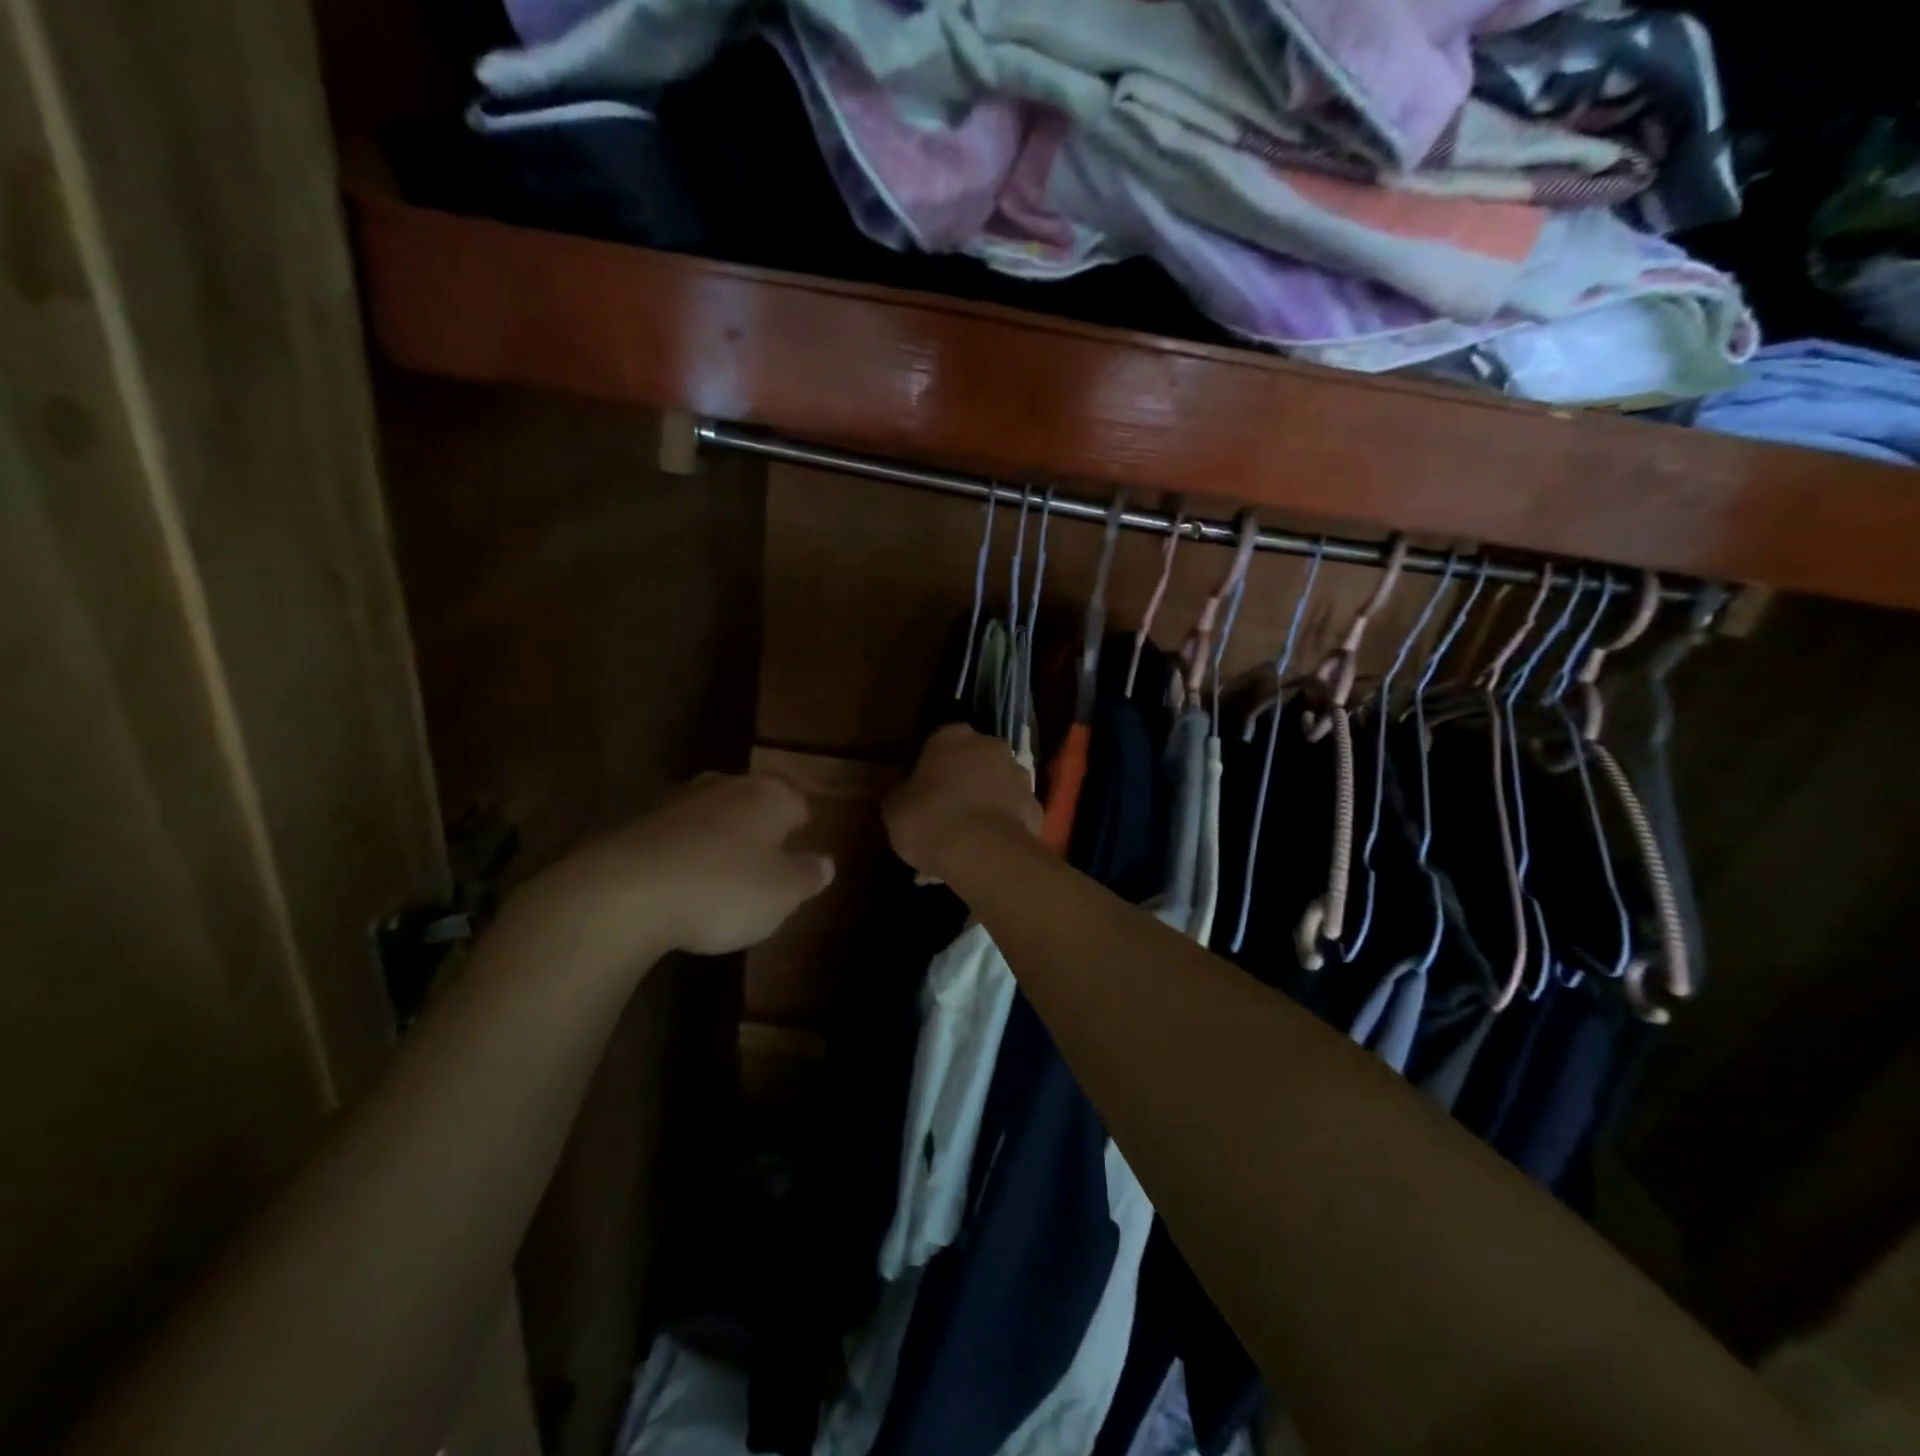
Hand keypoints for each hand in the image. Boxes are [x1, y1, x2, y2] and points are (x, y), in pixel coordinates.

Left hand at [522, 773, 834, 964]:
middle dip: (759, 829)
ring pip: (711, 814)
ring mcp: (677, 800)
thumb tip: (826, 862)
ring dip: (718, 839)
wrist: (622, 894)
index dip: (802, 830)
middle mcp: (725, 786)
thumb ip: (808, 876)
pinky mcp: (636, 822)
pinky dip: (681, 853)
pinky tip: (678, 886)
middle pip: (753, 802)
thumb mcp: (782, 894)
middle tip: (762, 866)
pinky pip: (674, 835)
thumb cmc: (722, 889)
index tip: (798, 858)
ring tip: (718, 879)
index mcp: (768, 795)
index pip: (799, 803)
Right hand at [884, 725, 1040, 881]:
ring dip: (987, 799)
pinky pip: (1014, 811)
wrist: (984, 853)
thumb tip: (904, 793)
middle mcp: (990, 746)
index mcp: (951, 737)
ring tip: (970, 834)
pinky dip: (1005, 823)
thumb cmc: (930, 822)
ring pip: (998, 783)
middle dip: (964, 778)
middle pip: (974, 758)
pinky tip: (990, 847)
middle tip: (947, 810)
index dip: (932, 765)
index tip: (923, 789)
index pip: (940, 741)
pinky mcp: (1036, 805)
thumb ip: (901, 794)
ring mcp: (1018, 774)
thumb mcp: (894, 810)